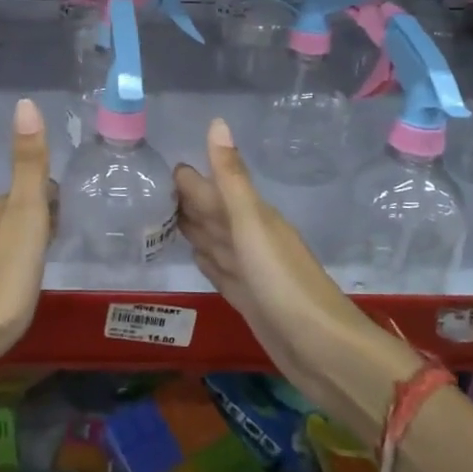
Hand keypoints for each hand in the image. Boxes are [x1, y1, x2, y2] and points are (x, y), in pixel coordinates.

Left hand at [0, 98, 55, 377]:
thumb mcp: (25, 220)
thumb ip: (29, 166)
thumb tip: (25, 101)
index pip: (30, 189)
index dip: (52, 197)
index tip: (71, 211)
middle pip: (14, 214)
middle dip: (39, 219)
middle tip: (65, 236)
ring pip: (1, 241)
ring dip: (23, 245)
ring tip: (45, 264)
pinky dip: (8, 271)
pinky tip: (16, 292)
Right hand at [176, 118, 415, 440]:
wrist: (322, 349)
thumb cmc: (283, 281)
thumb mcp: (252, 223)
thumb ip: (231, 177)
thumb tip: (216, 122)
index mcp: (252, 217)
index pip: (212, 190)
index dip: (188, 179)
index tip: (158, 167)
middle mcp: (251, 239)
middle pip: (212, 214)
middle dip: (186, 201)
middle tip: (151, 190)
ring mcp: (251, 271)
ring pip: (215, 241)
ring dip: (193, 229)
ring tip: (164, 219)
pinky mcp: (249, 300)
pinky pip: (220, 271)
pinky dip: (206, 261)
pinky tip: (195, 257)